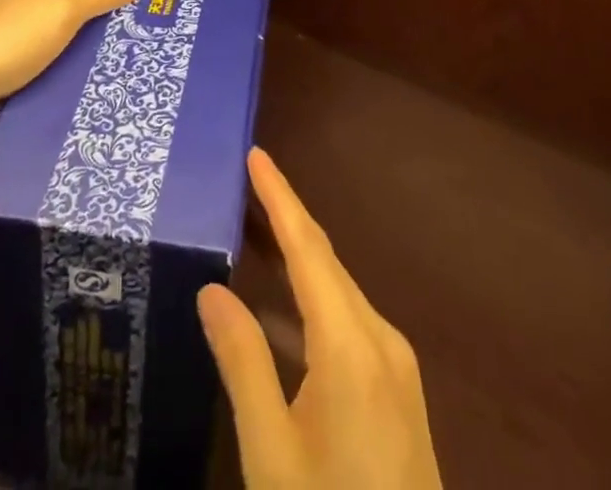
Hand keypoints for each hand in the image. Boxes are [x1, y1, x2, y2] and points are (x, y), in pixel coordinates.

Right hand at [198, 149, 442, 489]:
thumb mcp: (271, 455)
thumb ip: (243, 363)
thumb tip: (213, 288)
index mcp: (351, 344)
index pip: (308, 247)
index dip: (280, 197)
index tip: (256, 154)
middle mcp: (380, 338)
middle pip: (326, 261)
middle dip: (286, 218)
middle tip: (246, 183)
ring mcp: (395, 366)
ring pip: (338, 292)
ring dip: (298, 260)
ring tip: (255, 231)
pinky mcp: (397, 392)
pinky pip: (348, 323)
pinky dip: (312, 302)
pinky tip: (282, 312)